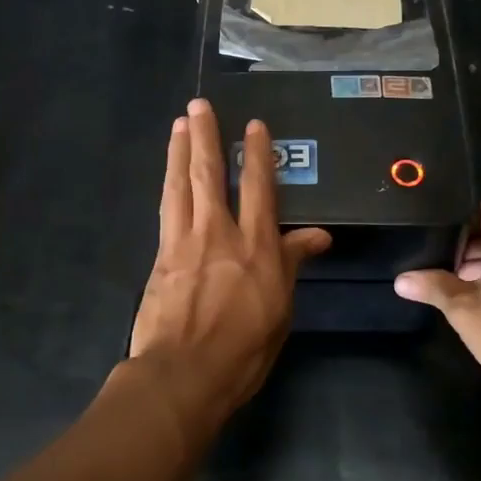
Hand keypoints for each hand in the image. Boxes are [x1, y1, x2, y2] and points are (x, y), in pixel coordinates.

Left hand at [129, 98, 330, 429]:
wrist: (184, 374)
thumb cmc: (244, 349)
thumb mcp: (281, 308)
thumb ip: (293, 264)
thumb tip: (319, 236)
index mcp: (257, 246)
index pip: (259, 188)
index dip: (256, 153)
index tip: (254, 125)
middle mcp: (220, 233)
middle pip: (210, 174)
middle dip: (205, 137)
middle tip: (198, 106)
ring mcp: (185, 242)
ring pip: (181, 185)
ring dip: (179, 152)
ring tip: (179, 125)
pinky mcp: (161, 256)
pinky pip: (166, 209)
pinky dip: (168, 185)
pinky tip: (169, 177)